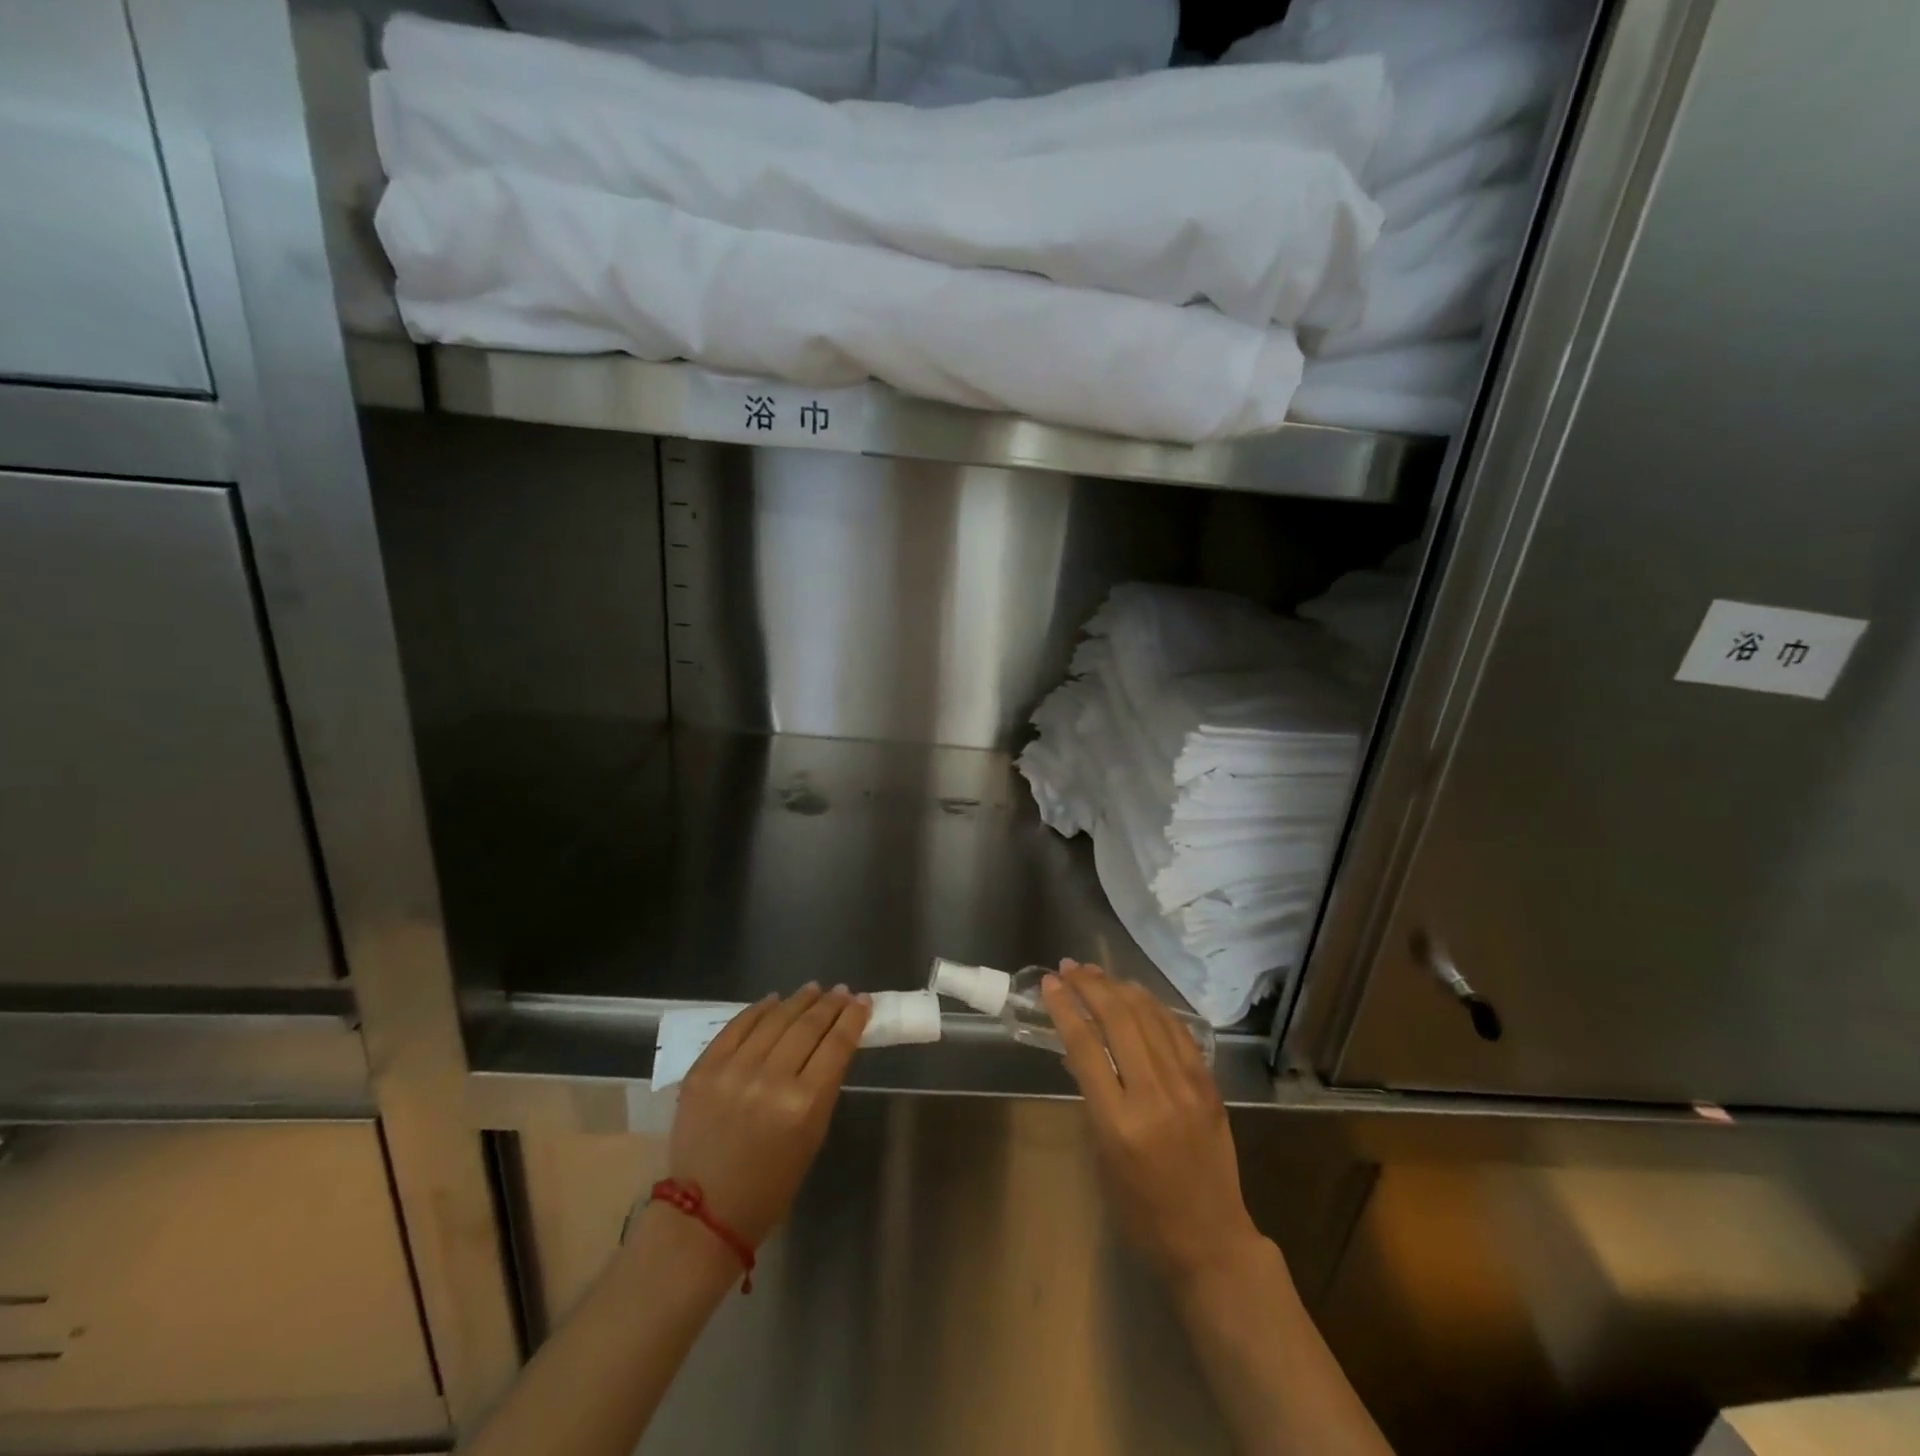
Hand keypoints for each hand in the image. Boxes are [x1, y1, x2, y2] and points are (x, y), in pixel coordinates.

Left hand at [668, 984, 870, 1248]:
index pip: (836, 1045)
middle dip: (829, 1004)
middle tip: (842, 991)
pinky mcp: (703, 1069)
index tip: (863, 1000)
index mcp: (804, 1105)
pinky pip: (737, 1027)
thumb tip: (833, 1041)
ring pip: (774, 1019)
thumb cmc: (771, 1185)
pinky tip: (773, 1000)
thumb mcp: (812, 1136)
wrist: (704, 1214)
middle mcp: (770, 1080)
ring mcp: (732, 1071)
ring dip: (798, 1001)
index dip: (853, 1018)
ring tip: (813, 989)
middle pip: (807, 1026)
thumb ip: (823, 1085)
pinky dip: (758, 1010)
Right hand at [1042, 961, 1263, 1284]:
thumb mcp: (1102, 1154)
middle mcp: (1154, 1095)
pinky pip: (1177, 1031)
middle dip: (1090, 986)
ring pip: (1149, 1016)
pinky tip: (1136, 995)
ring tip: (1097, 973)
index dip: (1064, 1008)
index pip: (1086, 1047)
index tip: (1049, 984)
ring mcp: (1187, 1085)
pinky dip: (1153, 1006)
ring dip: (1119, 987)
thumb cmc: (1142, 1209)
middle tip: (1069, 968)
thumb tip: (1083, 1048)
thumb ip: (1093, 1096)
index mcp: (1119, 1121)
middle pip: (1118, 1019)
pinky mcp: (1209, 1085)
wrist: (1211, 1238)